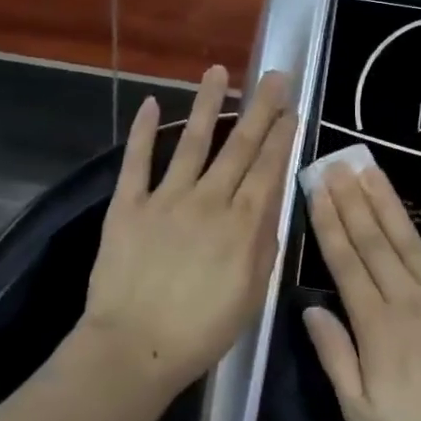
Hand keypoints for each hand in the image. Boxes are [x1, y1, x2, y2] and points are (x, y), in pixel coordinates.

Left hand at [80, 65, 294, 389]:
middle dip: (259, 108)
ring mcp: (166, 198)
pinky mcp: (129, 205)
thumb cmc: (201, 332)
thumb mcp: (251, 295)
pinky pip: (138, 162)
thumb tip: (272, 205)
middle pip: (239, 146)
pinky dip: (144, 132)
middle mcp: (209, 200)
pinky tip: (151, 103)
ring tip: (217, 71)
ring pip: (192, 141)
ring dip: (207, 104)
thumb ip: (263, 246)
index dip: (281, 135)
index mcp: (242, 225)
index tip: (291, 108)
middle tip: (273, 76)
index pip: (267, 168)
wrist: (134, 349)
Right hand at [302, 165, 420, 420]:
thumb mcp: (360, 410)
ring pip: (409, 240)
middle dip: (352, 201)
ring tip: (370, 171)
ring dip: (387, 203)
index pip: (346, 263)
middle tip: (338, 166)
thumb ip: (335, 355)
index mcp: (375, 325)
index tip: (317, 191)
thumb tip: (310, 308)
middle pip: (373, 242)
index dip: (329, 224)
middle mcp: (406, 298)